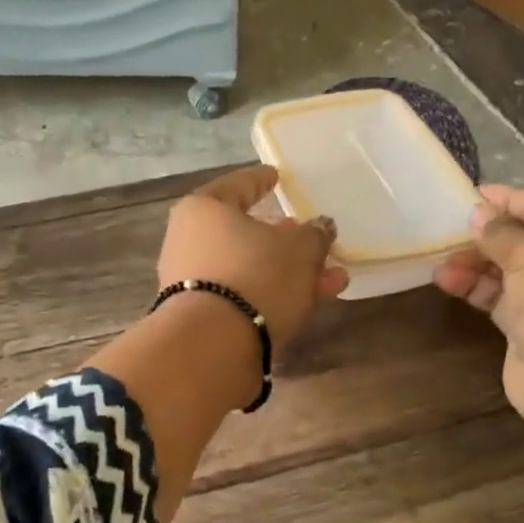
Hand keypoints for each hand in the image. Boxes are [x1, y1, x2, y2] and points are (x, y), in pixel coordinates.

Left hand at [157, 165, 349, 349]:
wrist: (214, 346)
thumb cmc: (255, 275)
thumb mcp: (299, 249)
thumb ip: (314, 235)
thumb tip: (319, 228)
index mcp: (203, 211)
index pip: (237, 186)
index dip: (261, 181)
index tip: (276, 177)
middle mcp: (190, 244)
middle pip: (245, 234)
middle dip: (284, 239)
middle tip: (310, 237)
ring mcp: (194, 285)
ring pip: (252, 270)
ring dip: (292, 273)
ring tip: (333, 277)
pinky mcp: (204, 320)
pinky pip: (247, 298)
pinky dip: (278, 297)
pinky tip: (314, 301)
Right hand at [434, 185, 523, 424]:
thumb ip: (501, 232)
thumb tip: (478, 216)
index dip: (514, 201)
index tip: (476, 193)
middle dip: (490, 238)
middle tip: (453, 231)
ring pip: (513, 272)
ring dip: (477, 265)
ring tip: (441, 263)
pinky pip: (504, 299)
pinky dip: (478, 289)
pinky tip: (448, 281)